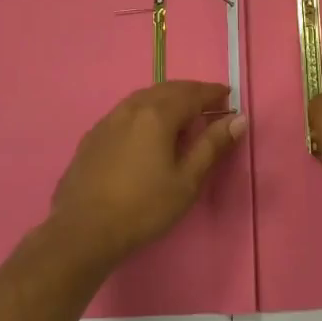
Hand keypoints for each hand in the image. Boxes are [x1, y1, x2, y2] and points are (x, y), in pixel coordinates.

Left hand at [49, 81, 246, 271]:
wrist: (83, 231)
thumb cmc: (143, 208)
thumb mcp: (186, 181)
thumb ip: (212, 146)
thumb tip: (238, 119)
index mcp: (158, 114)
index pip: (193, 93)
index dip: (213, 93)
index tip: (229, 97)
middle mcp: (132, 107)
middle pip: (168, 89)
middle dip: (192, 92)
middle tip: (209, 105)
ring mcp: (109, 119)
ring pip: (145, 97)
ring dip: (168, 98)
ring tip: (182, 114)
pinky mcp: (93, 135)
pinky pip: (127, 110)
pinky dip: (146, 110)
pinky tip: (147, 129)